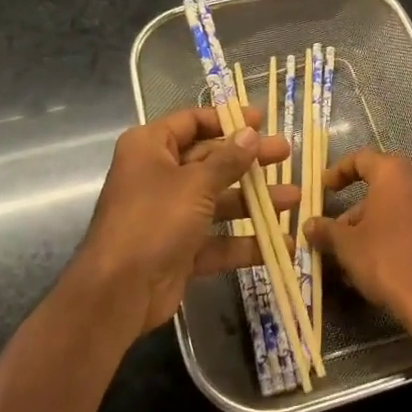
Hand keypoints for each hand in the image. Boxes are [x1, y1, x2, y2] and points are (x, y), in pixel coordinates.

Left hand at [71, 107, 294, 335]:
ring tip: (294, 199)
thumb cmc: (154, 220)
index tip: (261, 120)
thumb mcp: (195, 184)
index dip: (226, 119)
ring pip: (217, 200)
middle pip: (210, 160)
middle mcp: (158, 175)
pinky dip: (244, 243)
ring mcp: (169, 214)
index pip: (192, 121)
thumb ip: (227, 160)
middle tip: (285, 154)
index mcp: (151, 147)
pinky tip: (279, 245)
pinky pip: (216, 240)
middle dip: (249, 160)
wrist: (118, 292)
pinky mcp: (179, 249)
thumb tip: (251, 133)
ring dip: (254, 201)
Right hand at [303, 149, 411, 343]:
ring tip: (353, 255)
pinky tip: (379, 262)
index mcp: (395, 172)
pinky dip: (396, 233)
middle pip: (381, 184)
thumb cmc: (388, 260)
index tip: (324, 188)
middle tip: (337, 231)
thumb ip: (326, 230)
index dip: (338, 171)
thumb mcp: (348, 245)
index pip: (361, 159)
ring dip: (374, 224)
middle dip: (356, 208)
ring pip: (398, 206)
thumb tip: (309, 225)